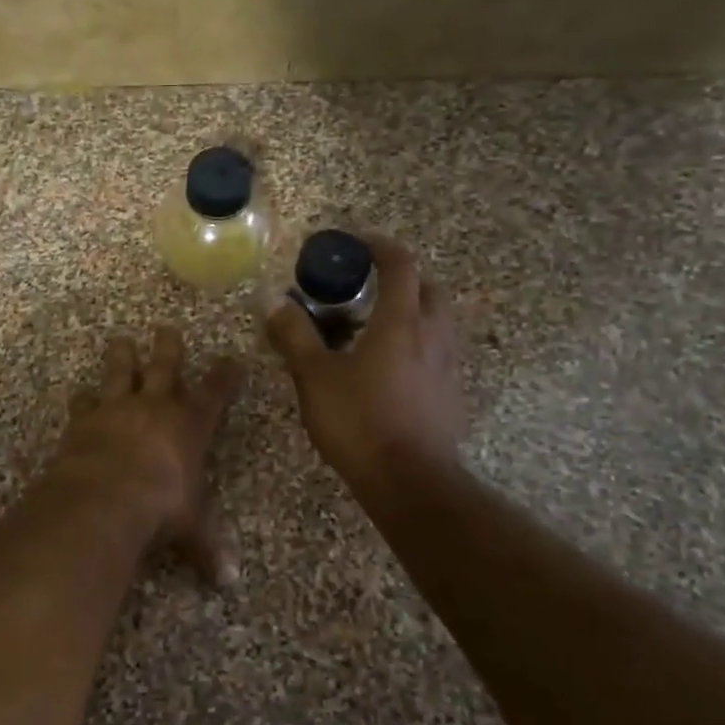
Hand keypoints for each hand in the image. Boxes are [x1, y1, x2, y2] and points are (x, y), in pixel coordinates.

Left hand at [54, 327, 243, 585]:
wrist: (104, 496)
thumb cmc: (160, 507)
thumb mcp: (190, 528)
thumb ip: (207, 548)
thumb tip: (229, 582)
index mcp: (189, 425)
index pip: (215, 394)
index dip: (225, 376)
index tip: (232, 360)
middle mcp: (154, 408)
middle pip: (165, 368)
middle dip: (169, 347)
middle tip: (167, 327)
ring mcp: (117, 409)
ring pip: (120, 372)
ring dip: (122, 356)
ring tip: (120, 339)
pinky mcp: (84, 420)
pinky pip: (83, 403)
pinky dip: (82, 399)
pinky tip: (79, 394)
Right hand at [266, 234, 465, 491]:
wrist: (411, 482)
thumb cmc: (360, 422)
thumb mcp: (315, 377)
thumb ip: (294, 335)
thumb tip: (273, 302)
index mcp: (401, 322)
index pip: (400, 265)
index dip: (379, 245)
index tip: (356, 241)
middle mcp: (433, 335)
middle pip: (427, 287)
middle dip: (399, 277)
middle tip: (365, 285)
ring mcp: (448, 365)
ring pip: (435, 320)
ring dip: (409, 309)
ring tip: (372, 326)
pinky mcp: (451, 392)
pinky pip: (436, 349)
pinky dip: (415, 341)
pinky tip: (387, 366)